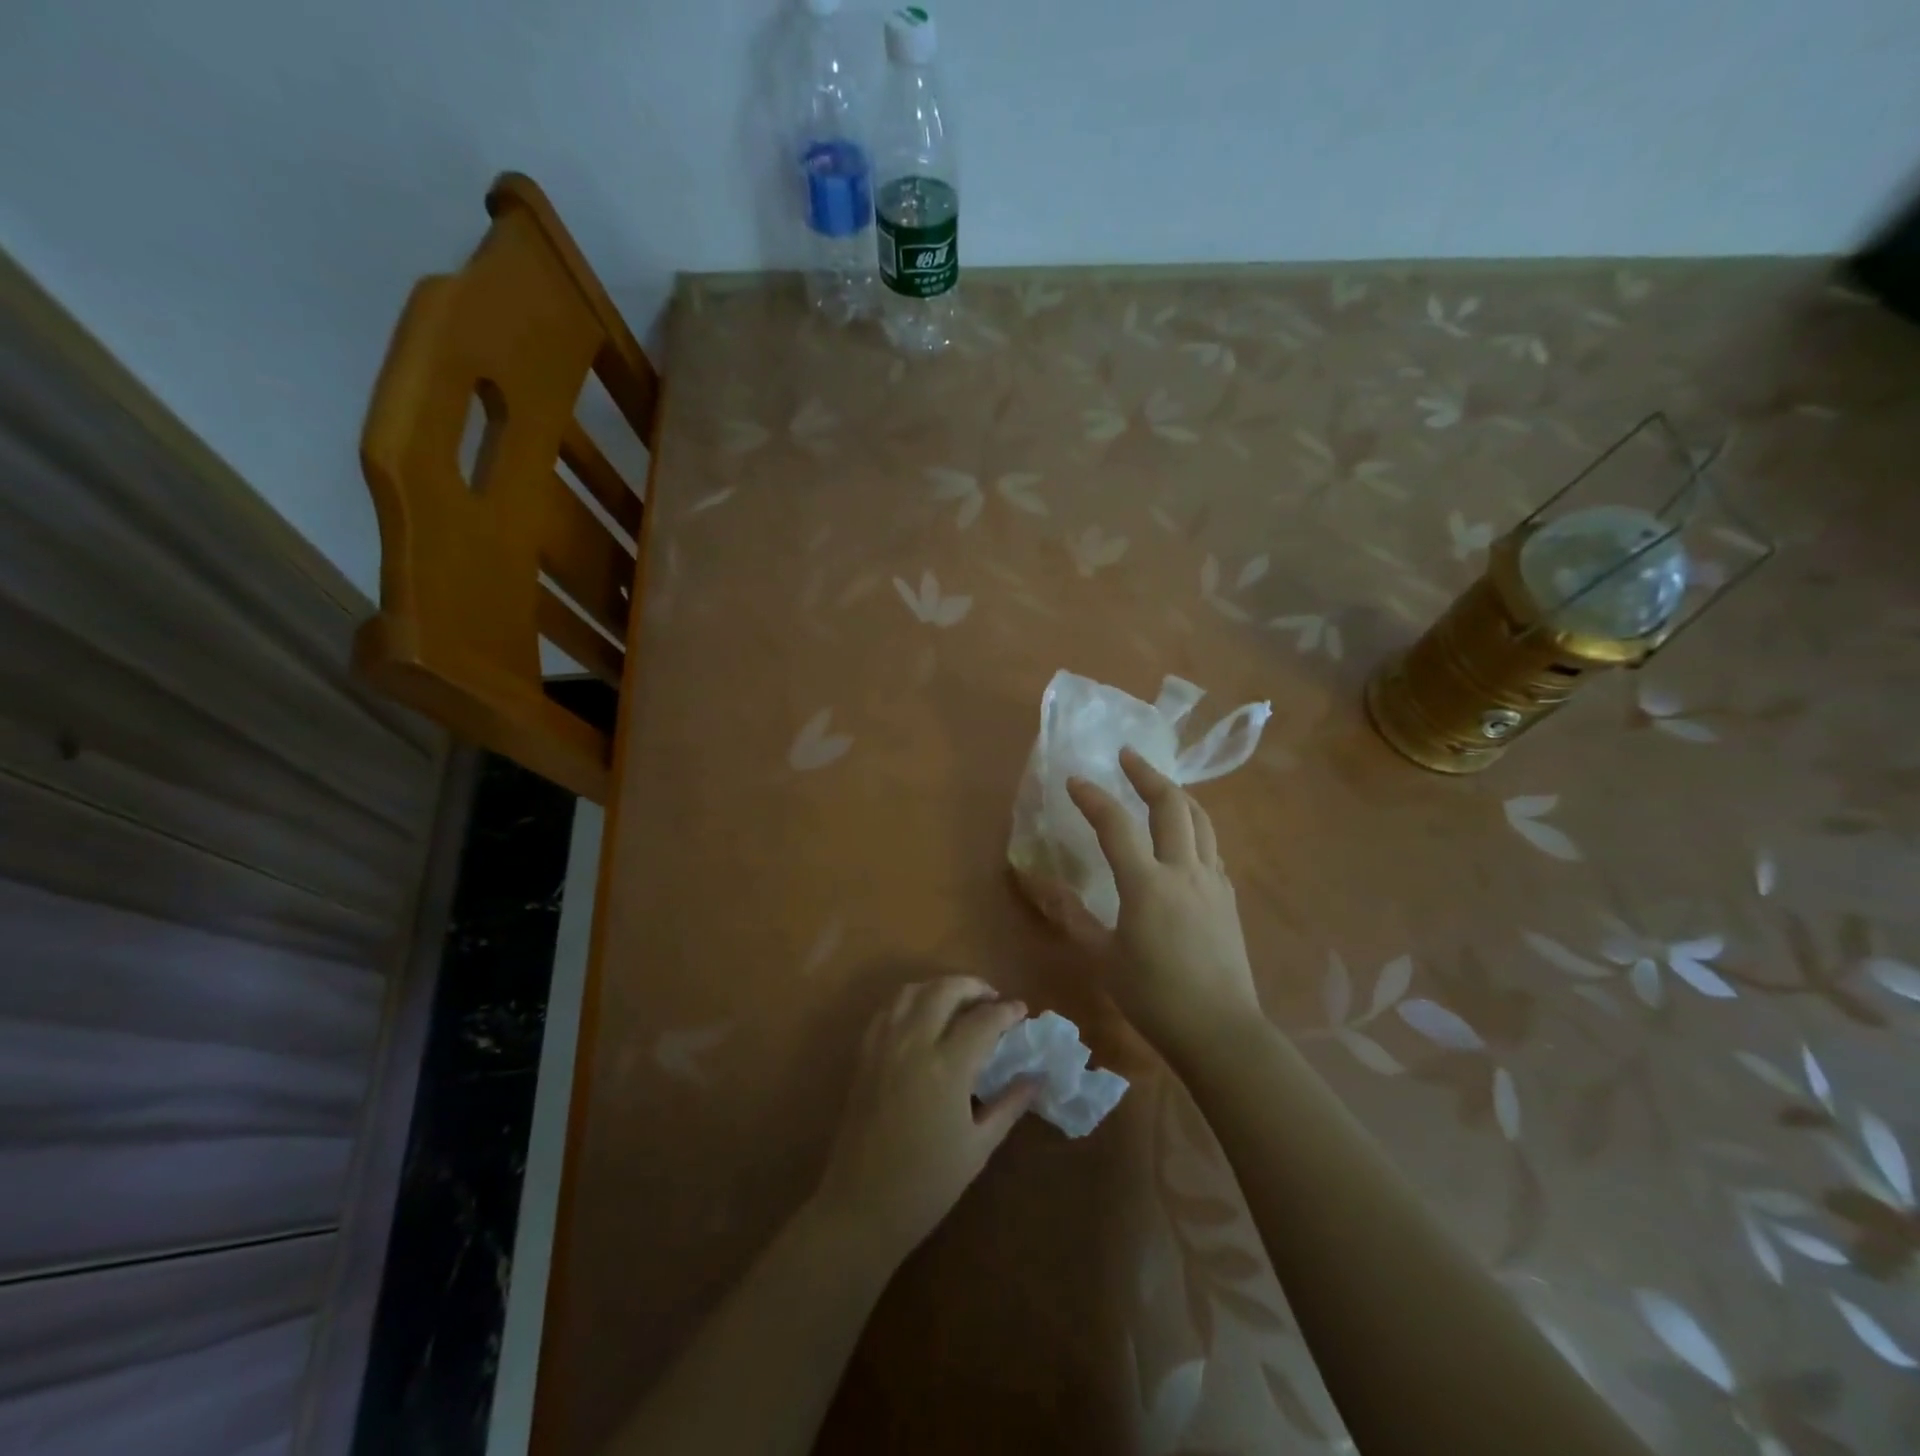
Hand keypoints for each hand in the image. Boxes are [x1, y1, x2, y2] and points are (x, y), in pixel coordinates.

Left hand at [813, 977, 1035, 1261]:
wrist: (861, 1208)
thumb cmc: (927, 1185)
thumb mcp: (978, 1147)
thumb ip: (1009, 1105)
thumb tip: (1037, 1078)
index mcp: (946, 1067)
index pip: (984, 1019)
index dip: (1007, 1011)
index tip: (1022, 1011)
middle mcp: (913, 1043)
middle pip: (945, 990)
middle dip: (974, 987)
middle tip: (992, 1000)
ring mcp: (884, 1045)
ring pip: (912, 990)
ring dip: (940, 988)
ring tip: (959, 1003)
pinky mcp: (864, 1054)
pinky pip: (888, 1010)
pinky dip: (910, 1001)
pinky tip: (923, 1018)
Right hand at [1066, 748, 1261, 1055]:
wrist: (1220, 1030)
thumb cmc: (1154, 997)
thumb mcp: (1102, 958)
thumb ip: (1072, 916)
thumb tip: (1038, 885)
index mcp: (1148, 885)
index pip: (1116, 826)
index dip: (1093, 798)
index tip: (1074, 781)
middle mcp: (1184, 871)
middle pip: (1171, 805)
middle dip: (1147, 775)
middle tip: (1127, 756)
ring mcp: (1213, 881)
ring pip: (1200, 820)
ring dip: (1177, 794)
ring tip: (1157, 784)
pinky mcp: (1228, 897)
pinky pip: (1211, 846)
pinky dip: (1193, 826)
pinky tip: (1183, 836)